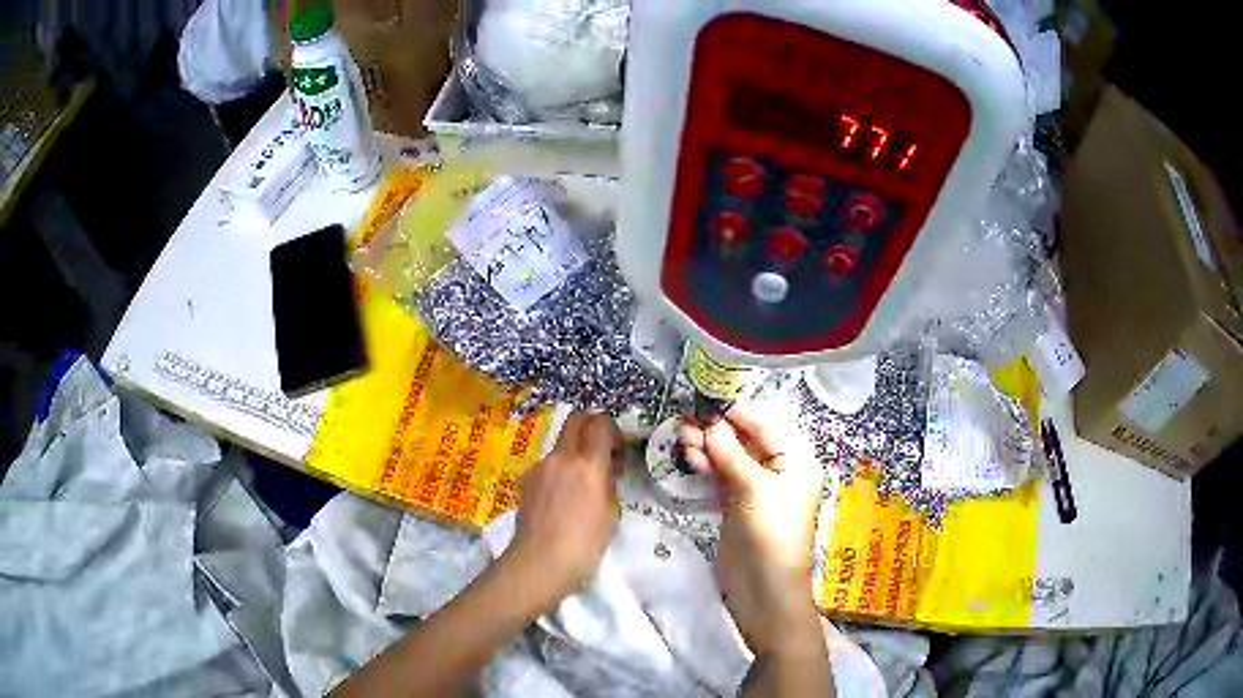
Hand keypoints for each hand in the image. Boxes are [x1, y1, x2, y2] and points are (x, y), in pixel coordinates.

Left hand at [505, 412, 621, 609]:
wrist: (539, 562)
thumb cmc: (584, 545)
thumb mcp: (610, 514)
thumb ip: (609, 485)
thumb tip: (606, 472)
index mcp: (588, 465)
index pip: (601, 424)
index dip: (613, 431)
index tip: (620, 452)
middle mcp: (561, 457)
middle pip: (576, 421)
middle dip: (592, 426)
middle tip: (603, 451)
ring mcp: (540, 467)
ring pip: (561, 444)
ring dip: (575, 452)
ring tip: (583, 484)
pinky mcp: (526, 480)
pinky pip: (549, 464)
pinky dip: (561, 470)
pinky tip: (563, 498)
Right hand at [678, 403, 824, 654]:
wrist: (764, 590)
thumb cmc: (772, 534)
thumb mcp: (754, 490)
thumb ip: (731, 454)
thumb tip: (711, 422)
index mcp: (797, 460)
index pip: (767, 424)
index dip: (738, 411)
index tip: (707, 400)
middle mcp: (779, 470)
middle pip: (747, 439)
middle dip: (719, 429)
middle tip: (687, 421)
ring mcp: (756, 489)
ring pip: (731, 457)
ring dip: (709, 446)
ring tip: (682, 437)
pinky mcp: (737, 506)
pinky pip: (722, 477)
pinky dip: (707, 466)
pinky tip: (690, 457)